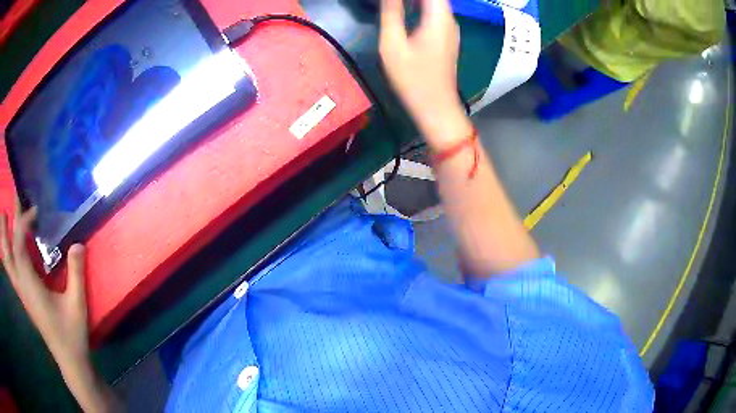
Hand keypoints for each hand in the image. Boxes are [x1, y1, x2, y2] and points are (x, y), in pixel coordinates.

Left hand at [0, 202, 89, 367]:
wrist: (70, 360)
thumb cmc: (72, 334)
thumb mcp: (77, 305)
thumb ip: (76, 273)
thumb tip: (77, 243)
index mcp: (31, 288)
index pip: (19, 248)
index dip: (23, 225)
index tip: (35, 211)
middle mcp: (22, 287)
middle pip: (8, 253)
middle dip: (6, 226)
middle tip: (10, 203)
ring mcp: (22, 293)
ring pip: (7, 263)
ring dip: (5, 239)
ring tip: (5, 217)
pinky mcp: (25, 296)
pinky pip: (12, 270)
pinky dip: (9, 253)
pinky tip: (12, 246)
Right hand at [379, 0, 466, 140]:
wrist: (436, 107)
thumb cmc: (413, 79)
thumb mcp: (393, 45)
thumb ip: (391, 13)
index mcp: (438, 17)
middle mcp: (449, 19)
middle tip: (388, 2)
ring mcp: (450, 28)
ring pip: (435, 2)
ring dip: (415, 0)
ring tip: (393, 4)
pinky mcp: (447, 36)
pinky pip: (435, 12)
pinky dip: (419, 5)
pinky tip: (403, 8)